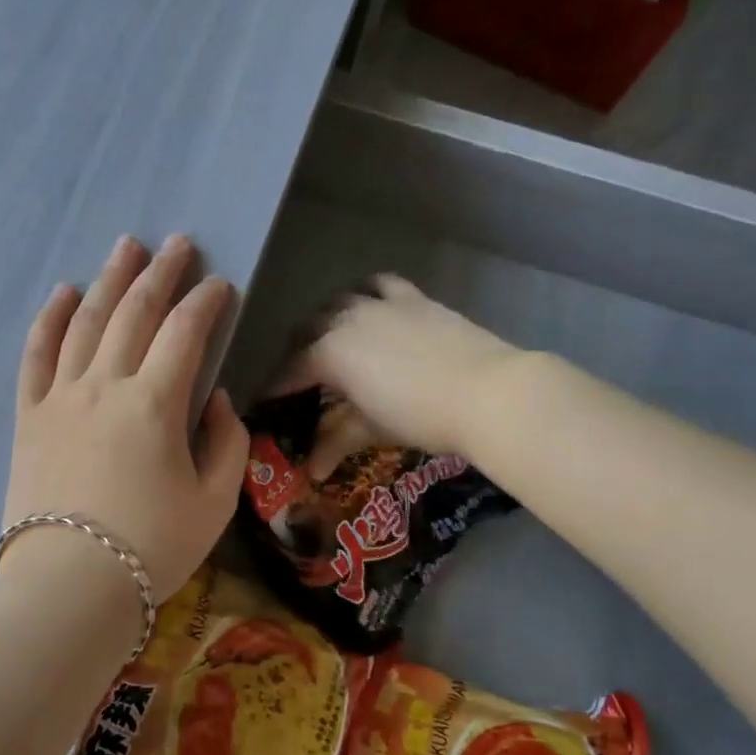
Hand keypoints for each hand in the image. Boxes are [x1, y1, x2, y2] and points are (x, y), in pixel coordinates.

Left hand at [2, 236, 249, 602]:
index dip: (206, 303)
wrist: (69, 586)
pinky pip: (36, 355)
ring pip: (86, 321)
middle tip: (177, 243)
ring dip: (109, 280)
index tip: (220, 284)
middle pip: (135, 313)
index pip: (186, 333)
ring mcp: (61, 396)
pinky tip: (62, 292)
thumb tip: (212, 397)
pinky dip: (49, 319)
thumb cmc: (151, 547)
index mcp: (155, 403)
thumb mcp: (214, 501)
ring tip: (126, 247)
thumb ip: (225, 441)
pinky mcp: (29, 415)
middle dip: (161, 273)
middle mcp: (105, 385)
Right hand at [283, 275, 522, 457]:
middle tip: (301, 374)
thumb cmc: (421, 416)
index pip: (290, 369)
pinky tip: (369, 304)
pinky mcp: (412, 297)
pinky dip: (366, 292)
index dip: (277, 386)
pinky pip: (379, 284)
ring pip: (339, 302)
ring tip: (331, 336)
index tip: (268, 400)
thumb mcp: (372, 429)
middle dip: (297, 350)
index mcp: (329, 353)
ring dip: (327, 318)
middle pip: (308, 329)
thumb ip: (335, 442)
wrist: (488, 392)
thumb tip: (311, 470)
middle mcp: (345, 320)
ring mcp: (379, 304)